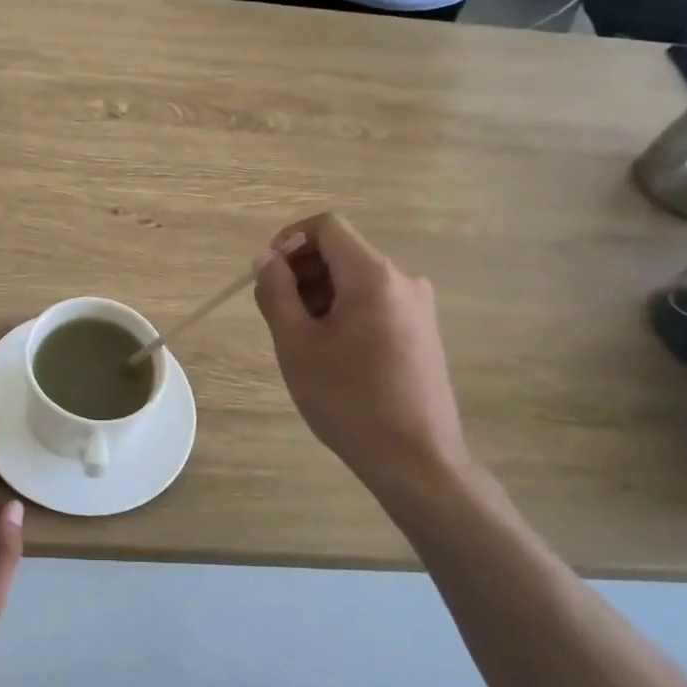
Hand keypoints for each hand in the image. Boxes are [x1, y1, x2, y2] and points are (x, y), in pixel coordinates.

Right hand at [253, 214, 474, 509]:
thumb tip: (264, 259)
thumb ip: (276, 293)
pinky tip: (331, 351)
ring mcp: (418, 305)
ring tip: (301, 338)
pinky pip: (375, 300)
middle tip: (277, 312)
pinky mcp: (422, 329)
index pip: (327, 227)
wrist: (416, 459)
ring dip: (320, 292)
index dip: (289, 240)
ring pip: (356, 277)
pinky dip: (344, 309)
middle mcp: (402, 279)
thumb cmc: (349, 400)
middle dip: (302, 270)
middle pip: (342, 251)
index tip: (267, 275)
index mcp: (373, 275)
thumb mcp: (297, 345)